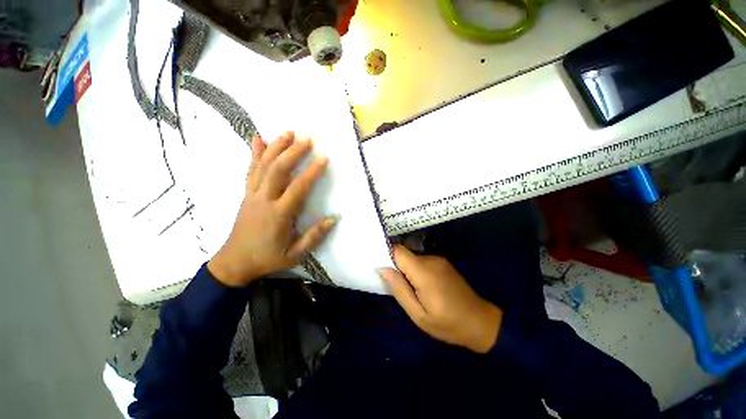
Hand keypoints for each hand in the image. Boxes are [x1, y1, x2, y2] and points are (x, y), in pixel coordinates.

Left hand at [208, 132, 335, 286]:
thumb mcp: (295, 255)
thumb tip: (332, 218)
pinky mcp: (246, 194)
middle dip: (292, 152)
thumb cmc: (267, 258)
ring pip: (263, 166)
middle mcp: (264, 200)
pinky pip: (250, 170)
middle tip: (306, 139)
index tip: (323, 158)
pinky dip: (254, 154)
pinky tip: (258, 139)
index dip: (311, 172)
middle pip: (278, 170)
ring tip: (288, 133)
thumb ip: (314, 237)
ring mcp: (252, 195)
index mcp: (279, 215)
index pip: (297, 188)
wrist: (234, 262)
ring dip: (276, 147)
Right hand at [379, 245, 502, 353]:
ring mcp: (438, 260)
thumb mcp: (418, 314)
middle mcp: (431, 260)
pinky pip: (421, 261)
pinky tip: (417, 284)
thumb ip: (399, 289)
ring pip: (412, 257)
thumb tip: (383, 269)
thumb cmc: (447, 323)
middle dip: (394, 264)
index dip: (385, 253)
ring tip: (404, 286)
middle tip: (389, 281)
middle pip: (404, 253)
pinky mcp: (442, 263)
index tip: (375, 261)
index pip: (398, 251)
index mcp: (424, 272)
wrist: (480, 322)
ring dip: (405, 268)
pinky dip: (414, 269)